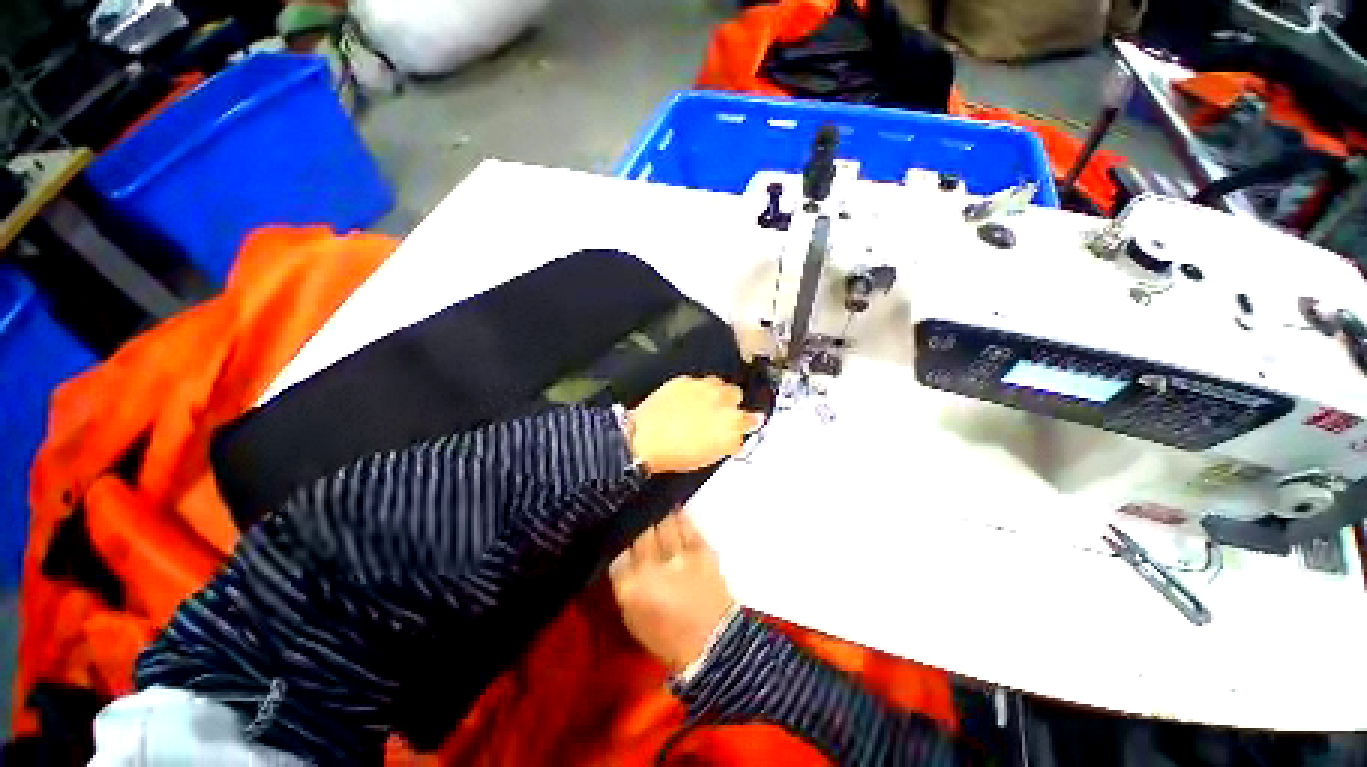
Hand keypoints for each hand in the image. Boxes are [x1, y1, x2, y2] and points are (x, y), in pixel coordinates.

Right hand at [609, 512, 735, 673]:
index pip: (617, 552)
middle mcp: (651, 565)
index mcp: (630, 587)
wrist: (714, 643)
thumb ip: (625, 584)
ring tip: (656, 515)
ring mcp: (678, 553)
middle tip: (640, 525)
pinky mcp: (701, 547)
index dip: (620, 542)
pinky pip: (685, 523)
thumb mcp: (632, 618)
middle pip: (639, 531)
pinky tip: (674, 513)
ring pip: (662, 520)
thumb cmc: (668, 638)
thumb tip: (624, 557)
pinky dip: (678, 517)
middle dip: (638, 527)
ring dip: (657, 518)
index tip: (623, 539)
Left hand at [628, 376, 763, 474]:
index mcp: (732, 425)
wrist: (645, 439)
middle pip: (737, 394)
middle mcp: (722, 402)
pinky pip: (697, 380)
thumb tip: (736, 438)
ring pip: (719, 383)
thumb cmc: (675, 454)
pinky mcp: (685, 380)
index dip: (749, 420)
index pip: (752, 418)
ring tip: (702, 403)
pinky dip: (694, 389)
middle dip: (730, 402)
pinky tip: (685, 400)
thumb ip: (729, 443)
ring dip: (714, 392)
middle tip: (718, 413)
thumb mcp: (710, 457)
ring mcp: (703, 388)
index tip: (747, 421)